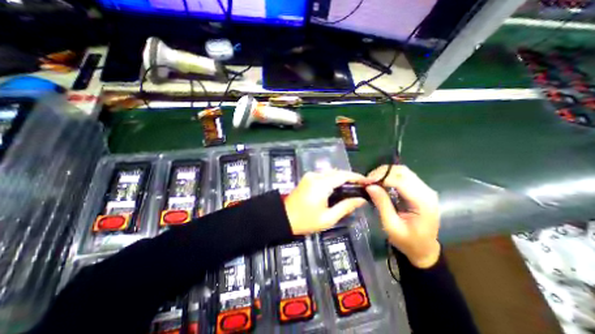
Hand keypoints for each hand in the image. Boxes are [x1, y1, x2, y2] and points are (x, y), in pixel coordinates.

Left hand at [284, 170, 367, 235]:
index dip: (357, 177)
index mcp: (321, 184)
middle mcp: (316, 176)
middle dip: (350, 178)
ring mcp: (310, 176)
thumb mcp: (328, 218)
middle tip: (361, 186)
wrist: (283, 218)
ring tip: (352, 188)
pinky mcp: (307, 178)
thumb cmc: (306, 221)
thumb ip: (346, 207)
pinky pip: (324, 176)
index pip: (343, 175)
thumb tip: (361, 200)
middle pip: (337, 172)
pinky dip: (333, 180)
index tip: (368, 181)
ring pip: (330, 173)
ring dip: (341, 178)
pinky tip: (338, 188)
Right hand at [365, 165, 438, 268]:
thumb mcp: (391, 225)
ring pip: (403, 171)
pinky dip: (390, 176)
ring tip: (372, 181)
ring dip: (385, 173)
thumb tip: (370, 186)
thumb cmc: (407, 241)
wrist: (424, 249)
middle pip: (403, 171)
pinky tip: (381, 183)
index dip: (381, 178)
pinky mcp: (420, 190)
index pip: (400, 180)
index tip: (366, 182)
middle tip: (368, 181)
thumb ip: (382, 204)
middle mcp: (427, 192)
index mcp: (422, 202)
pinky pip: (404, 176)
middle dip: (382, 173)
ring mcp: (425, 190)